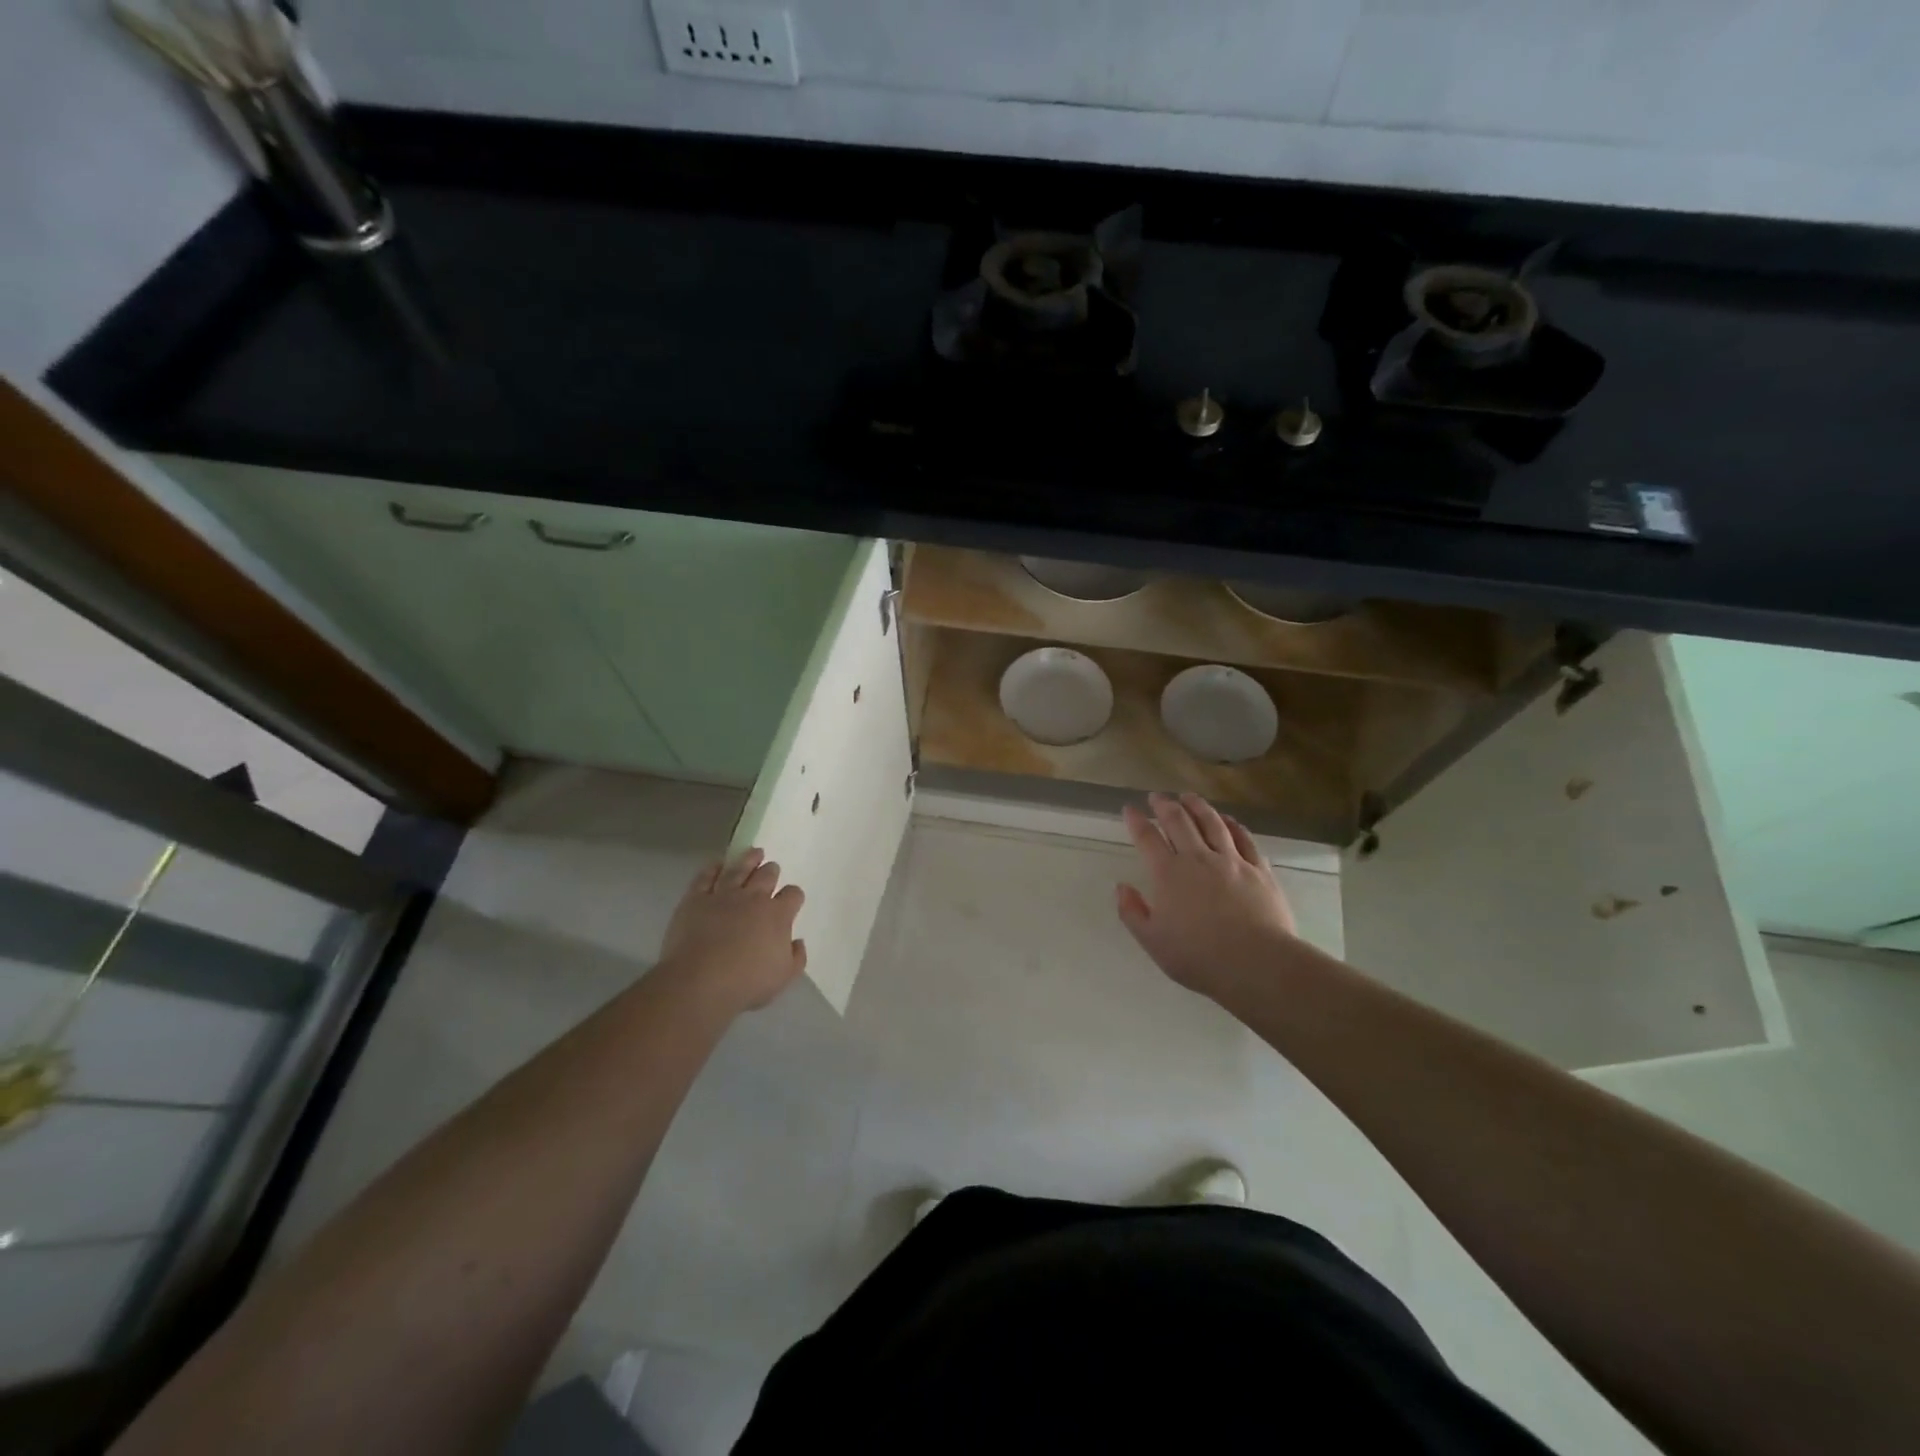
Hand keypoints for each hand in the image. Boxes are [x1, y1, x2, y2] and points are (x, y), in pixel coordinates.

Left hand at [658, 848, 806, 1012]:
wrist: (701, 981)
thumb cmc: (746, 982)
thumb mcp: (783, 977)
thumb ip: (796, 958)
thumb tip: (797, 942)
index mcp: (778, 915)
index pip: (792, 896)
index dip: (793, 895)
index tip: (792, 899)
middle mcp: (753, 898)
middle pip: (766, 876)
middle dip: (771, 871)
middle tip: (772, 868)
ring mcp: (723, 895)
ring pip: (739, 869)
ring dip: (748, 859)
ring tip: (754, 852)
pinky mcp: (696, 899)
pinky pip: (706, 877)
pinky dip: (713, 868)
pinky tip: (718, 864)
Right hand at [1116, 793, 1297, 1000]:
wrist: (1257, 963)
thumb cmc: (1199, 957)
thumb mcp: (1153, 941)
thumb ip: (1132, 912)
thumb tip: (1121, 887)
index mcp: (1168, 874)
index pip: (1147, 838)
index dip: (1136, 821)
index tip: (1129, 809)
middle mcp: (1198, 858)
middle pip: (1179, 821)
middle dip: (1165, 805)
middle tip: (1157, 796)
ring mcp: (1232, 860)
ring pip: (1212, 823)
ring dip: (1197, 806)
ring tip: (1188, 796)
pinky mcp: (1259, 869)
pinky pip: (1244, 838)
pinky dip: (1232, 824)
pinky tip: (1228, 819)